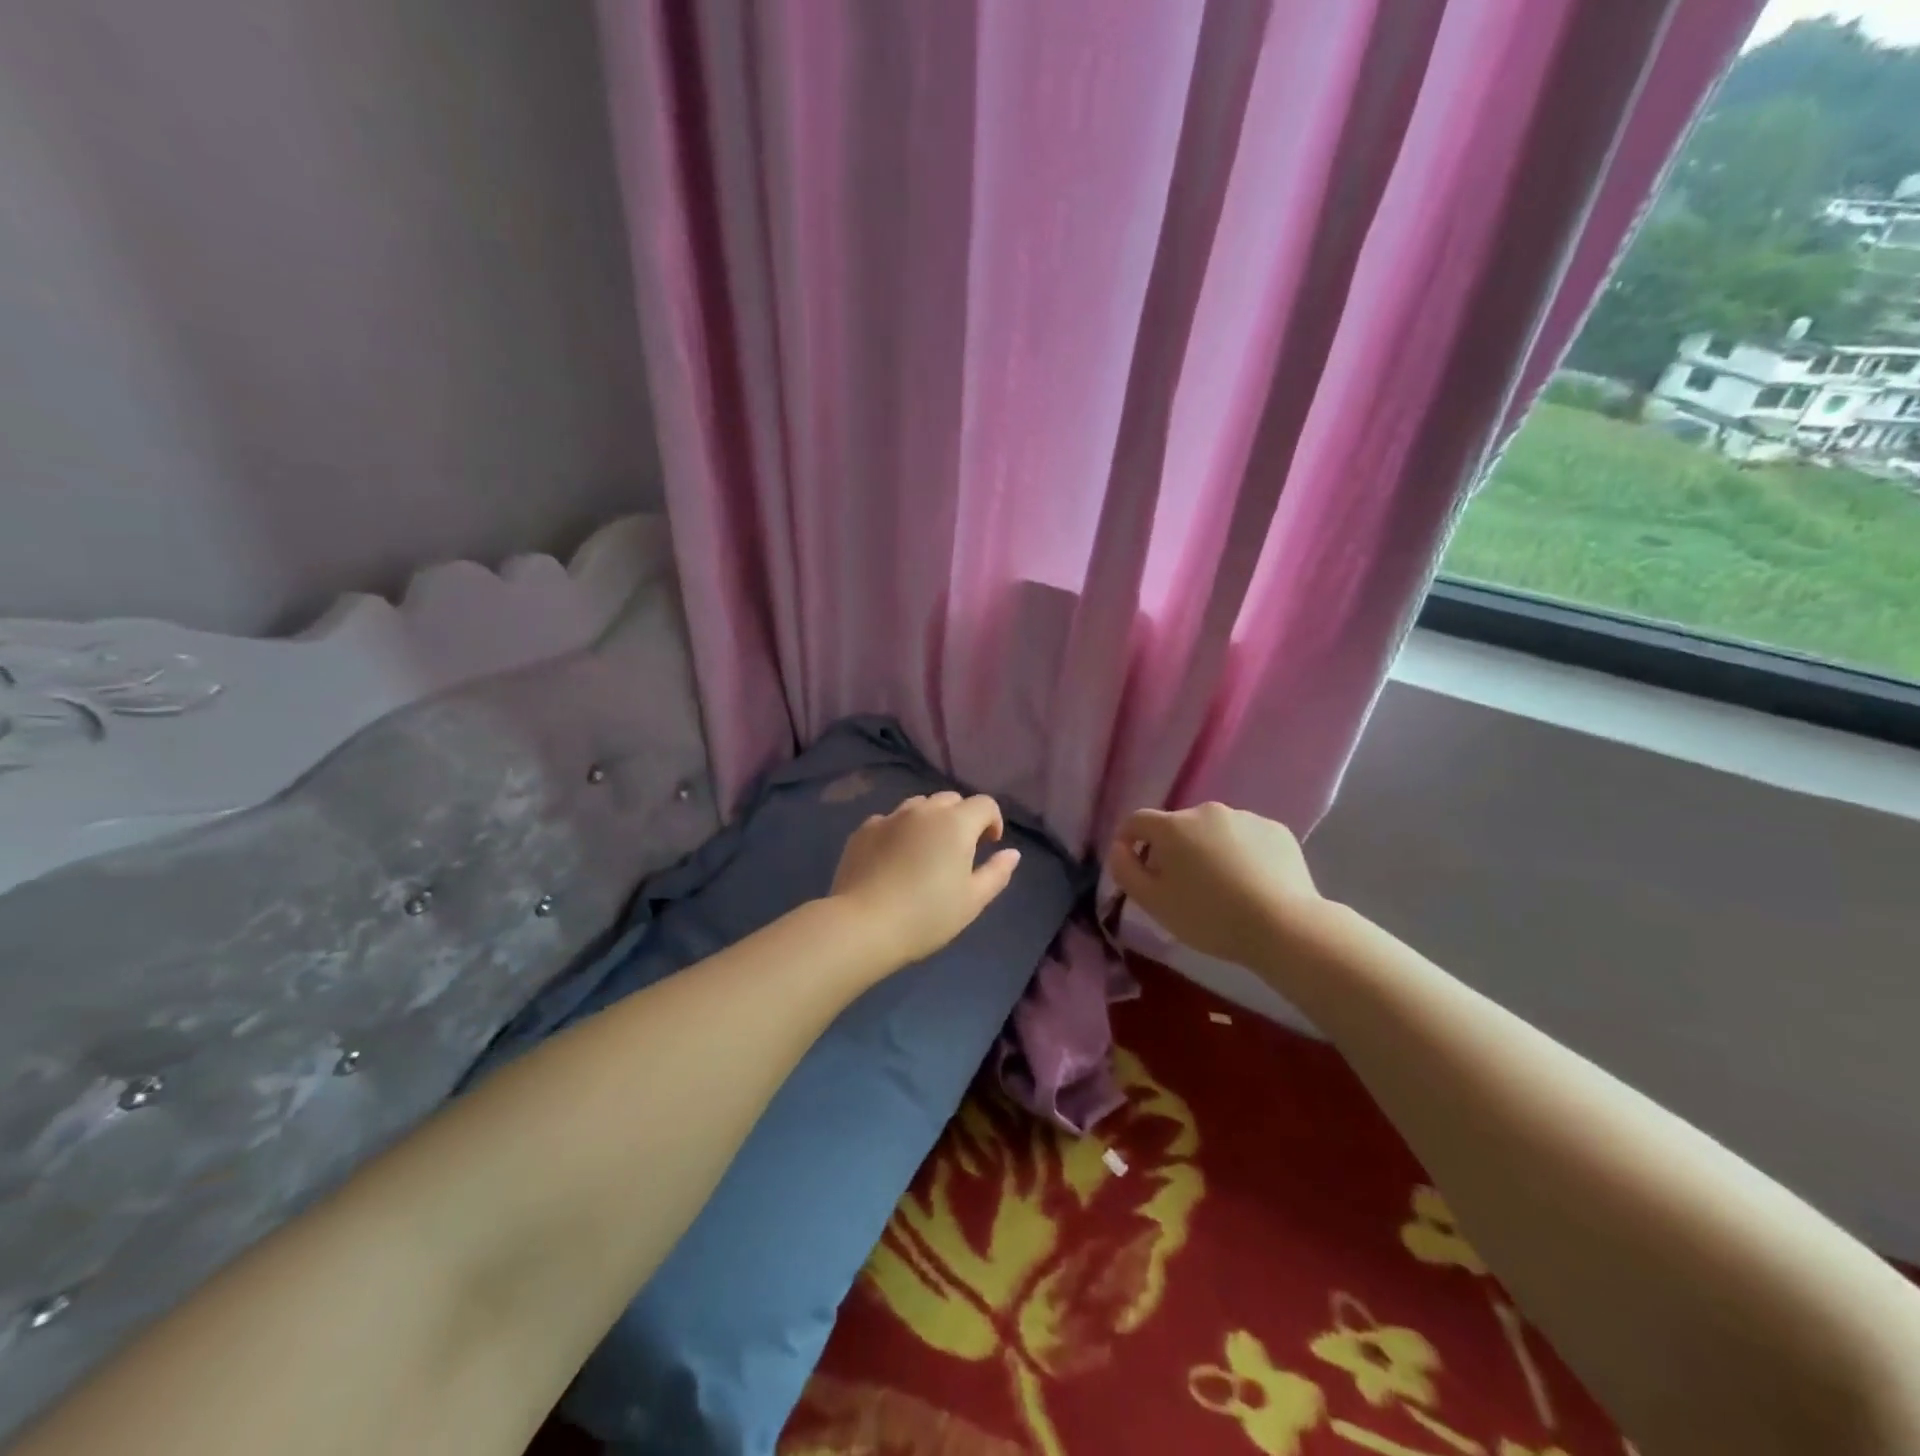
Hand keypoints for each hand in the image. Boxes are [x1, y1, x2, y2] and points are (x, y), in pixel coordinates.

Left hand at [830, 792, 1021, 968]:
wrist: (863, 925)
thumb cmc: (926, 915)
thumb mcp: (972, 901)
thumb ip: (996, 873)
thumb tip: (1012, 853)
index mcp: (955, 824)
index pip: (984, 804)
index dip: (992, 821)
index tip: (989, 845)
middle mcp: (923, 811)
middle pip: (950, 800)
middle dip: (961, 818)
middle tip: (959, 850)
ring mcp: (890, 817)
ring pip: (918, 806)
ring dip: (930, 821)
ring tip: (925, 852)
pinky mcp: (863, 830)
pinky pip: (890, 821)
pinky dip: (900, 831)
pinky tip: (894, 859)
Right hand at [1105, 802, 1324, 969]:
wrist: (1284, 926)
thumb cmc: (1209, 917)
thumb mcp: (1154, 903)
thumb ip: (1126, 870)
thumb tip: (1119, 848)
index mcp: (1173, 826)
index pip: (1137, 821)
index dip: (1128, 840)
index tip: (1133, 865)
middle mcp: (1207, 811)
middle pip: (1178, 827)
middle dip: (1173, 850)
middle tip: (1182, 887)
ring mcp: (1245, 818)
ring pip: (1214, 832)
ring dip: (1209, 851)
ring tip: (1222, 887)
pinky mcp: (1276, 830)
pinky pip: (1246, 838)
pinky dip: (1242, 854)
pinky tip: (1252, 883)